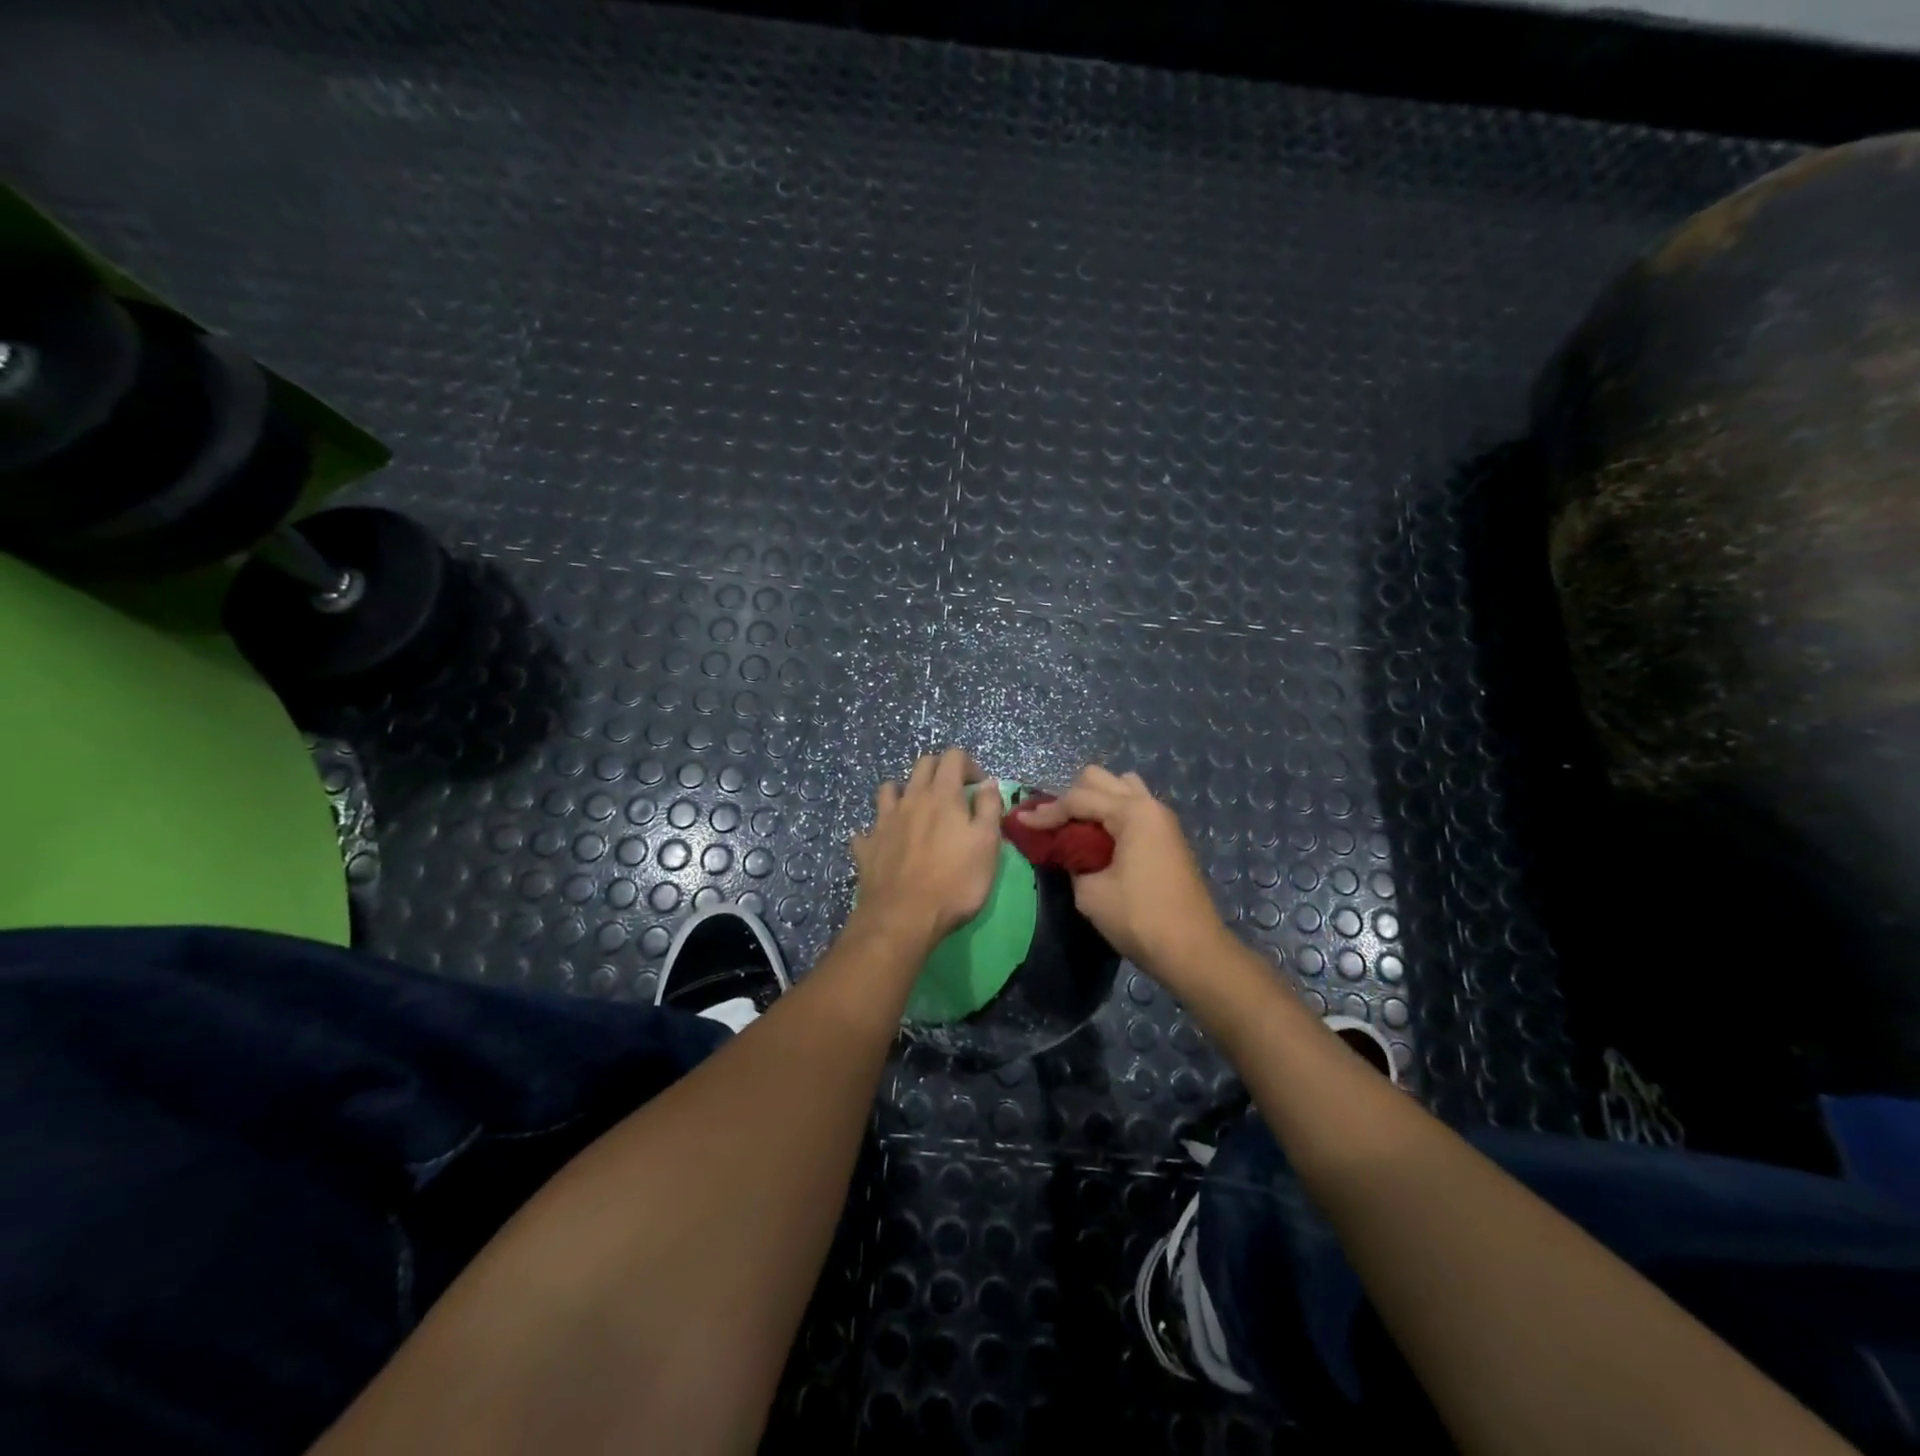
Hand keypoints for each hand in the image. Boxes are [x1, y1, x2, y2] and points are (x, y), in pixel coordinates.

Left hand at [850, 748, 1002, 956]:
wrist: (903, 917)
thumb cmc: (955, 881)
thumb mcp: (987, 844)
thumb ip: (989, 808)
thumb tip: (988, 783)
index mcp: (942, 795)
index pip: (953, 757)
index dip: (969, 765)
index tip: (980, 788)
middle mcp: (910, 799)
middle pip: (922, 765)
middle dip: (940, 770)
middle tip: (954, 793)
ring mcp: (884, 821)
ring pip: (890, 789)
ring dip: (905, 791)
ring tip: (917, 810)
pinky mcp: (867, 845)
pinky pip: (869, 827)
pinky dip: (879, 829)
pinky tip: (886, 841)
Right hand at [1014, 766, 1225, 977]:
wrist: (1192, 950)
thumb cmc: (1139, 918)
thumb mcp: (1090, 892)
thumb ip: (1072, 861)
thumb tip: (1068, 852)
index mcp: (1133, 812)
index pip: (1078, 799)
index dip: (1046, 812)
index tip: (1020, 823)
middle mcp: (1149, 806)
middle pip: (1101, 780)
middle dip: (1071, 797)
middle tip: (1052, 825)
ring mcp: (1162, 820)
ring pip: (1121, 788)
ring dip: (1095, 800)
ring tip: (1076, 828)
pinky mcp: (1167, 837)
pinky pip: (1133, 807)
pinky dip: (1111, 814)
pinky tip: (1097, 838)